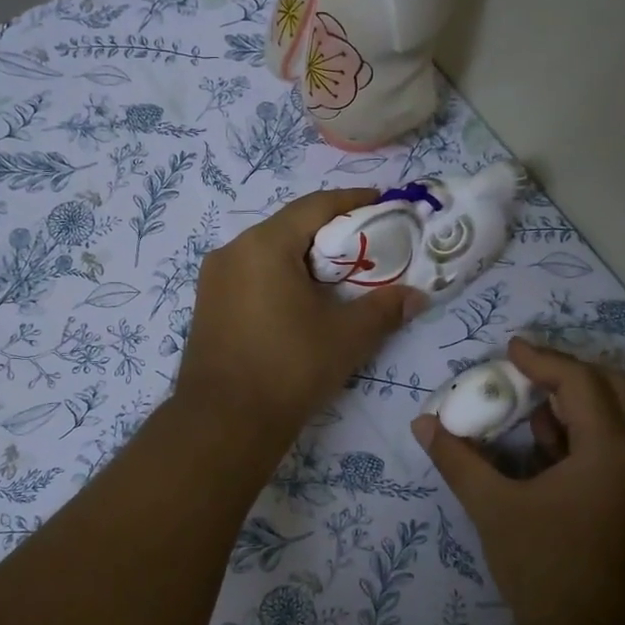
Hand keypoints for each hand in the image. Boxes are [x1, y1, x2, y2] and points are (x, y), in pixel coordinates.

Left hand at [177, 189, 421, 438]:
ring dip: (304, 258)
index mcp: (264, 244)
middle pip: (290, 227)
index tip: (385, 203)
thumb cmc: (289, 368)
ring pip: (268, 253)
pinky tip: (301, 301)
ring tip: (339, 276)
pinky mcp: (207, 305)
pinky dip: (280, 277)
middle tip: (368, 247)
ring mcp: (214, 279)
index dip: (354, 201)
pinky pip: (251, 276)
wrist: (224, 423)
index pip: (316, 206)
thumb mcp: (347, 337)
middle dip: (331, 233)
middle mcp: (232, 251)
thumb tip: (417, 296)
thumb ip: (385, 308)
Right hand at [411, 338, 624, 624]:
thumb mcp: (494, 510)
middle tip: (528, 371)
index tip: (509, 348)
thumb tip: (424, 425)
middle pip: (616, 388)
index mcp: (611, 451)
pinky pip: (616, 447)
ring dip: (580, 402)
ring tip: (532, 405)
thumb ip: (458, 461)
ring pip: (622, 418)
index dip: (543, 359)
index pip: (581, 382)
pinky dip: (584, 433)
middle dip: (571, 372)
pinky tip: (544, 448)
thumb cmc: (547, 571)